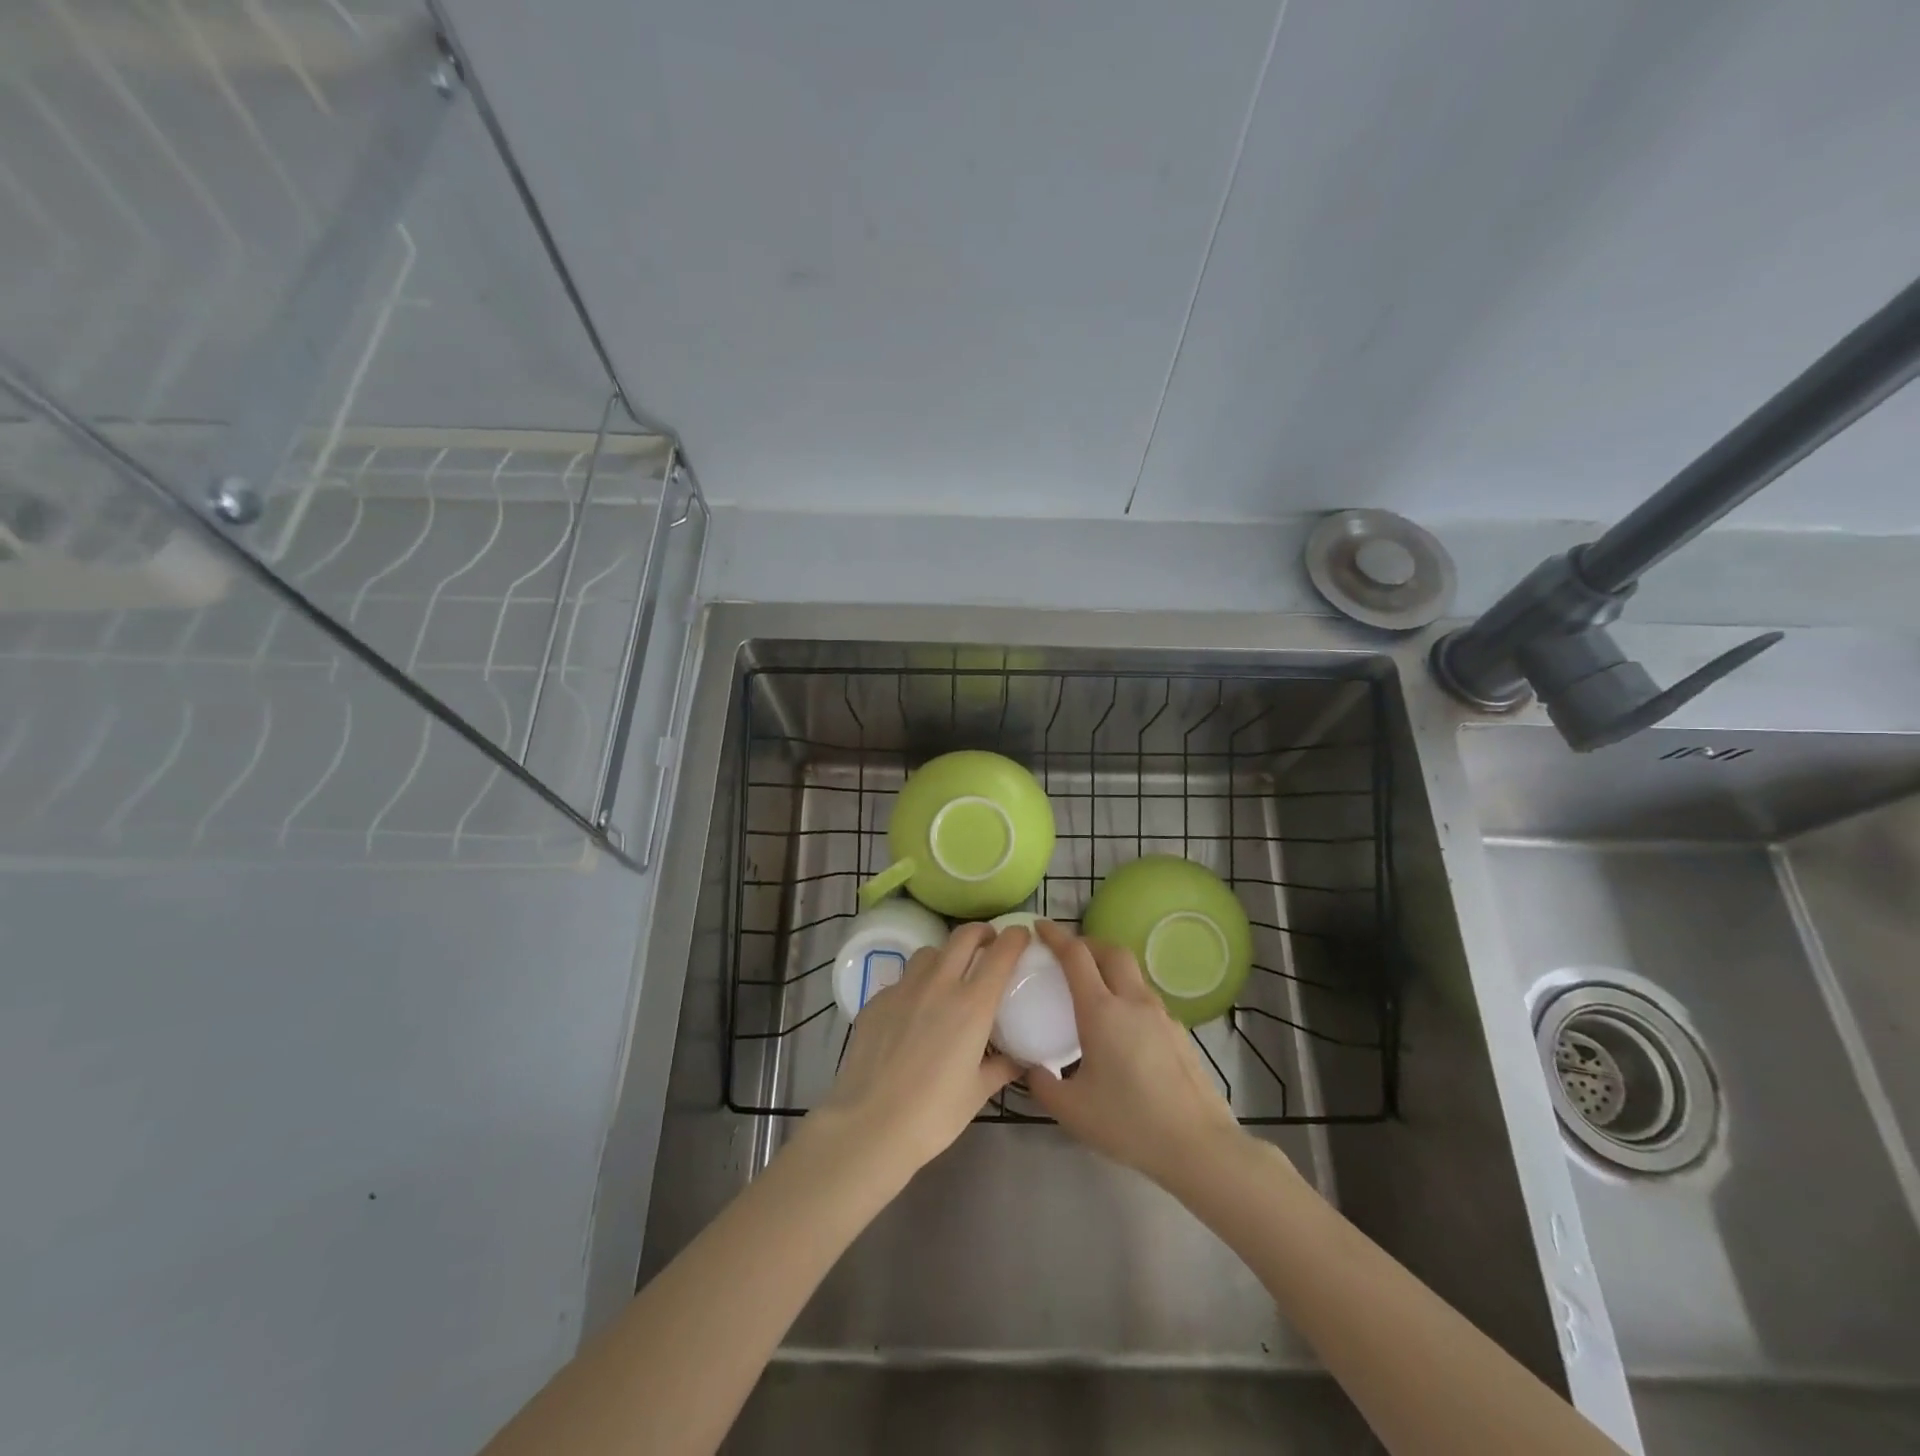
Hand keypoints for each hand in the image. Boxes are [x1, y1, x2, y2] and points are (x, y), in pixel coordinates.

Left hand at [807, 921, 1025, 1181]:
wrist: (869, 1124)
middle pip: (963, 936)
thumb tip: (1018, 1059)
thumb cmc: (933, 1114)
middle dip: (981, 933)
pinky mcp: (877, 1000)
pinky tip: (913, 1013)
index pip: (1000, 953)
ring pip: (929, 952)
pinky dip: (916, 986)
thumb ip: (1001, 1067)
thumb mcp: (977, 1092)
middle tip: (988, 944)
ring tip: (949, 977)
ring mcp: (904, 988)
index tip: (1021, 935)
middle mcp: (939, 984)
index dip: (1015, 937)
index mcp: (972, 1004)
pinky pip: (902, 980)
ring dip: (946, 956)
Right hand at [1025, 919, 1244, 1187]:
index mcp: (1102, 1011)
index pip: (1076, 955)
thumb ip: (1043, 1085)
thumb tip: (1032, 1070)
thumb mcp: (1072, 1111)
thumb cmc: (1129, 1123)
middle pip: (1111, 950)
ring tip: (1093, 989)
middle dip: (1087, 943)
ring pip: (1133, 973)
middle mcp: (1133, 1001)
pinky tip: (1122, 1028)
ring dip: (1110, 968)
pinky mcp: (1179, 1033)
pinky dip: (1127, 995)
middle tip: (1067, 954)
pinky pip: (1147, 999)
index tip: (1039, 927)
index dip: (1056, 936)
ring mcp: (1161, 1015)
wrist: (1198, 1145)